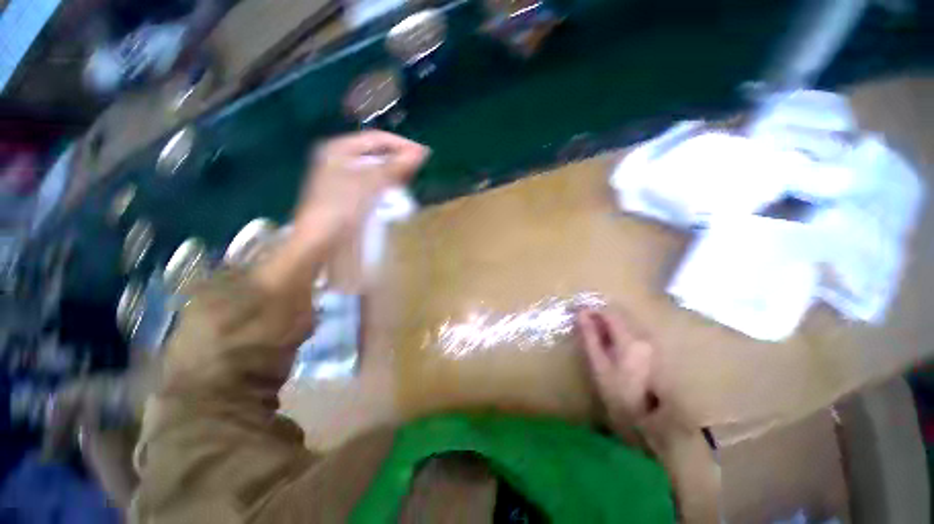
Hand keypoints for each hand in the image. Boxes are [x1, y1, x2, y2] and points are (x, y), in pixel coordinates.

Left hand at [294, 131, 428, 241]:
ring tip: (414, 178)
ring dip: (395, 173)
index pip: (376, 139)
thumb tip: (421, 153)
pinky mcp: (350, 196)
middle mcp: (341, 160)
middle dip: (399, 159)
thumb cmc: (342, 206)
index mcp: (339, 149)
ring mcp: (344, 179)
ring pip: (376, 170)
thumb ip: (395, 167)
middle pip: (376, 154)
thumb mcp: (369, 183)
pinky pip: (374, 185)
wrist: (321, 242)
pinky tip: (399, 190)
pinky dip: (388, 186)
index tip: (424, 154)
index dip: (401, 144)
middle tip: (421, 167)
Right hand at [576, 306, 694, 456]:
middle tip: (584, 324)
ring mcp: (651, 342)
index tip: (578, 313)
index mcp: (629, 339)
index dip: (592, 309)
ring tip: (595, 333)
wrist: (652, 422)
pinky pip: (632, 331)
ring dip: (609, 323)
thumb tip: (581, 313)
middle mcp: (644, 335)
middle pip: (620, 314)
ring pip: (626, 322)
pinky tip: (611, 343)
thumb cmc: (620, 395)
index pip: (610, 312)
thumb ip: (590, 337)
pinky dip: (618, 331)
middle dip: (600, 315)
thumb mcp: (599, 366)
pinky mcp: (653, 350)